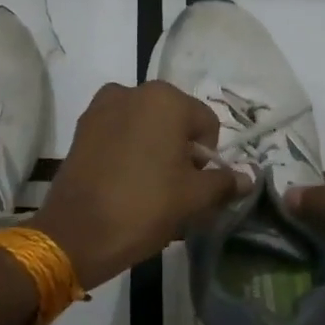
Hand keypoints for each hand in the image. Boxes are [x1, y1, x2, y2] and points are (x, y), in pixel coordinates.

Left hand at [31, 81, 248, 290]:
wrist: (76, 233)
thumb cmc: (144, 207)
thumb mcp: (194, 198)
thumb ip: (224, 182)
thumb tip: (248, 177)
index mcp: (165, 99)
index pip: (206, 123)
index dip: (209, 157)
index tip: (197, 186)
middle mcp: (133, 91)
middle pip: (174, 121)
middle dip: (181, 151)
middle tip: (176, 189)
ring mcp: (101, 107)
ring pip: (145, 127)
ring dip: (154, 150)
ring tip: (149, 187)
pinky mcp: (81, 128)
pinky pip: (118, 133)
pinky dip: (128, 151)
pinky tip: (125, 182)